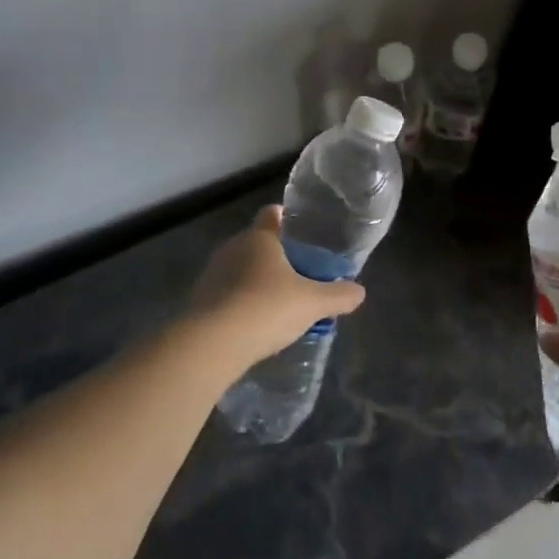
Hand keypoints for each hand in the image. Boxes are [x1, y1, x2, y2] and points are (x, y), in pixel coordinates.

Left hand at [190, 207, 365, 370]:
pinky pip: (226, 294)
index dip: (287, 219)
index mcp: (259, 237)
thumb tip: (360, 291)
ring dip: (256, 281)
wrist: (212, 344)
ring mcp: (212, 274)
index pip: (272, 214)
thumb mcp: (312, 303)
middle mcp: (232, 247)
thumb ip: (338, 295)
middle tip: (299, 274)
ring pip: (240, 269)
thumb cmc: (266, 308)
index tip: (303, 232)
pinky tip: (254, 324)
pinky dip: (240, 303)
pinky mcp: (199, 301)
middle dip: (276, 256)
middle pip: (257, 243)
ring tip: (278, 303)